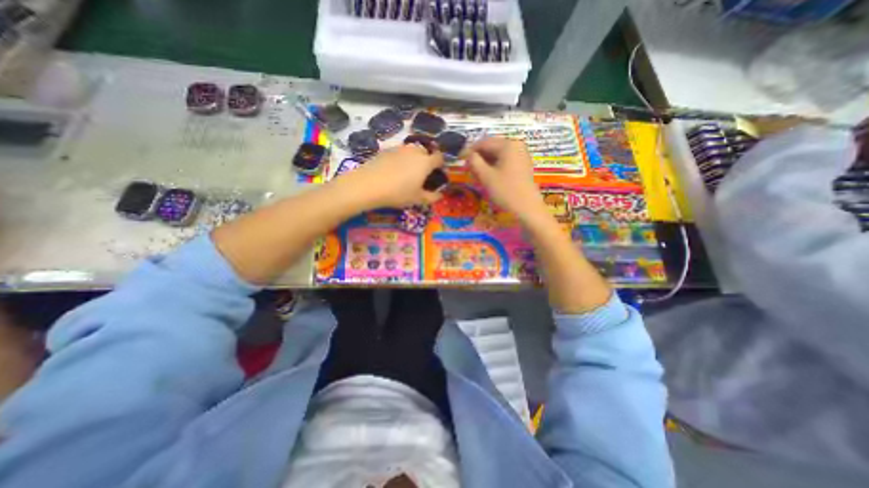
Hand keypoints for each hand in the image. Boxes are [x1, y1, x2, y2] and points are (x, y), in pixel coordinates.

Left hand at [334, 141, 443, 207]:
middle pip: (425, 152)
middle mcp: (414, 151)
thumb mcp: (417, 199)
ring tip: (407, 173)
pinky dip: (400, 159)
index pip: (439, 158)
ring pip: (411, 151)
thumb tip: (440, 195)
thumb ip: (432, 197)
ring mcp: (399, 149)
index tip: (437, 174)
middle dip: (426, 161)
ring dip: (413, 159)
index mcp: (425, 162)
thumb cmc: (398, 193)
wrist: (369, 184)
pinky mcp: (386, 150)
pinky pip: (399, 153)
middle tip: (421, 175)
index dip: (440, 165)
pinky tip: (393, 171)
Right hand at [466, 135, 544, 221]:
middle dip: (478, 157)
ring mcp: (521, 155)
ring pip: (498, 154)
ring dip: (485, 162)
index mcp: (507, 145)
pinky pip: (505, 161)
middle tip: (468, 169)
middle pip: (491, 147)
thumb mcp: (486, 176)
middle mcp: (516, 145)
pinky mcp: (523, 165)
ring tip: (476, 174)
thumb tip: (468, 155)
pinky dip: (495, 166)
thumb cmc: (505, 191)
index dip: (469, 151)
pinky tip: (488, 176)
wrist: (527, 208)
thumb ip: (474, 162)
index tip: (460, 160)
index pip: (483, 142)